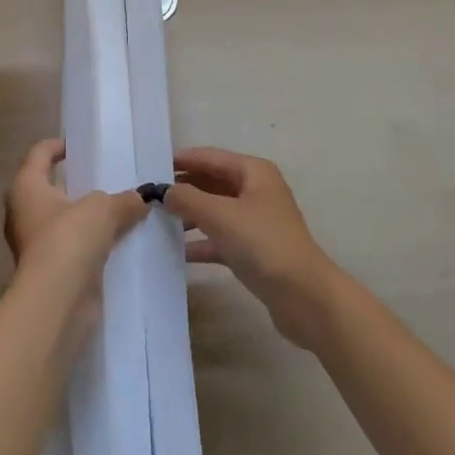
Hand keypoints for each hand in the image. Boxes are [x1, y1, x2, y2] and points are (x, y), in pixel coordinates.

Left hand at [3, 139, 146, 329]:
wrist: (56, 302)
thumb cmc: (69, 239)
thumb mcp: (103, 208)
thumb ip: (124, 200)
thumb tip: (141, 199)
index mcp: (26, 187)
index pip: (39, 153)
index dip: (58, 146)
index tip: (81, 147)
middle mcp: (23, 212)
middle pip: (50, 188)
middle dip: (77, 184)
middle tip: (107, 179)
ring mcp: (34, 245)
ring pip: (63, 221)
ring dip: (86, 217)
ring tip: (119, 210)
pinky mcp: (49, 271)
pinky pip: (73, 248)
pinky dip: (91, 244)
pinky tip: (118, 242)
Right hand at [162, 147, 340, 347]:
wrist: (305, 297)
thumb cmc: (263, 244)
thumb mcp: (221, 216)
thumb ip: (188, 199)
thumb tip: (163, 190)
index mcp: (253, 172)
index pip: (210, 157)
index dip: (182, 160)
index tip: (151, 166)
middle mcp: (256, 191)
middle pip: (212, 182)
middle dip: (184, 188)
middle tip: (149, 196)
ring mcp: (256, 221)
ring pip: (215, 211)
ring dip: (190, 215)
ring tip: (157, 222)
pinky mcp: (254, 250)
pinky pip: (221, 238)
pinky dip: (201, 242)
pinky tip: (178, 253)